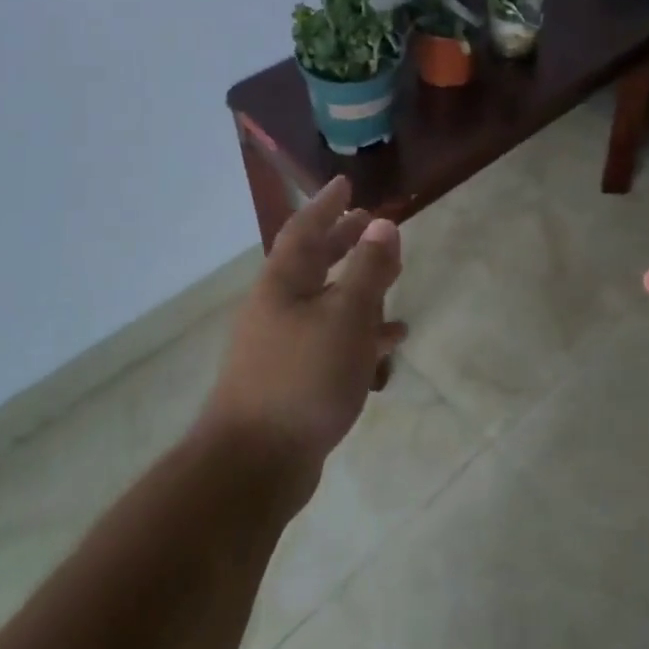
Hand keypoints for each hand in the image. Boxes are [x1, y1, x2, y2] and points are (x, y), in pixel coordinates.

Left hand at [202, 178, 405, 484]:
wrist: (255, 465)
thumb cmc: (303, 378)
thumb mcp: (347, 316)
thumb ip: (367, 269)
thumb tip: (382, 224)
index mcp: (282, 284)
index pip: (304, 229)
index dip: (326, 204)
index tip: (346, 183)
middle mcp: (277, 308)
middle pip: (313, 263)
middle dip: (344, 241)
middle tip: (371, 223)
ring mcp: (282, 346)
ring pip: (326, 302)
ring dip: (358, 286)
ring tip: (393, 276)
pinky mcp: (293, 379)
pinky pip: (331, 340)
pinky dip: (359, 332)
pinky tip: (390, 342)